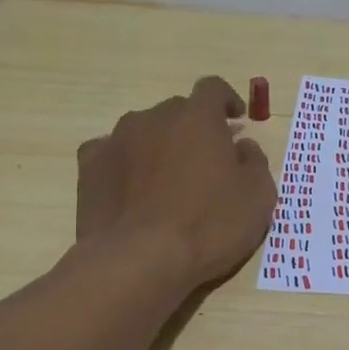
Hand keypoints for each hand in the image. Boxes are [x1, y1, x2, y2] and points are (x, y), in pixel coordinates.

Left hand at [76, 76, 276, 289]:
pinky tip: (132, 188)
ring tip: (167, 178)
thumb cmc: (209, 225)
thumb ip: (255, 162)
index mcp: (198, 118)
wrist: (139, 261)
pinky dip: (126, 163)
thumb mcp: (258, 197)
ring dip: (159, 144)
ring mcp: (117, 140)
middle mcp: (154, 118)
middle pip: (178, 110)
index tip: (236, 119)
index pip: (213, 88)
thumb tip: (243, 147)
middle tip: (206, 159)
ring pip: (144, 130)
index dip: (227, 100)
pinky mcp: (90, 167)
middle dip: (194, 128)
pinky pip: (112, 153)